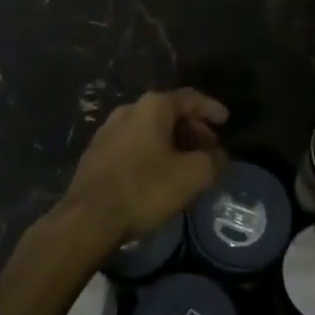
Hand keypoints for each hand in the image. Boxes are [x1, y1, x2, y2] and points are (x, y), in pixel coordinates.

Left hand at [61, 88, 228, 242]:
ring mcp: (108, 130)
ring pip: (150, 129)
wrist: (88, 218)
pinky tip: (159, 174)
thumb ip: (212, 160)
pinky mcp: (96, 152)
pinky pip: (133, 143)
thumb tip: (218, 155)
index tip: (226, 120)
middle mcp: (129, 109)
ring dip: (172, 142)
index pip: (190, 97)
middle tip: (209, 148)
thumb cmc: (144, 188)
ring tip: (187, 164)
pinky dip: (152, 151)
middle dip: (192, 128)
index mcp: (152, 106)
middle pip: (168, 112)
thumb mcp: (191, 176)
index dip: (211, 108)